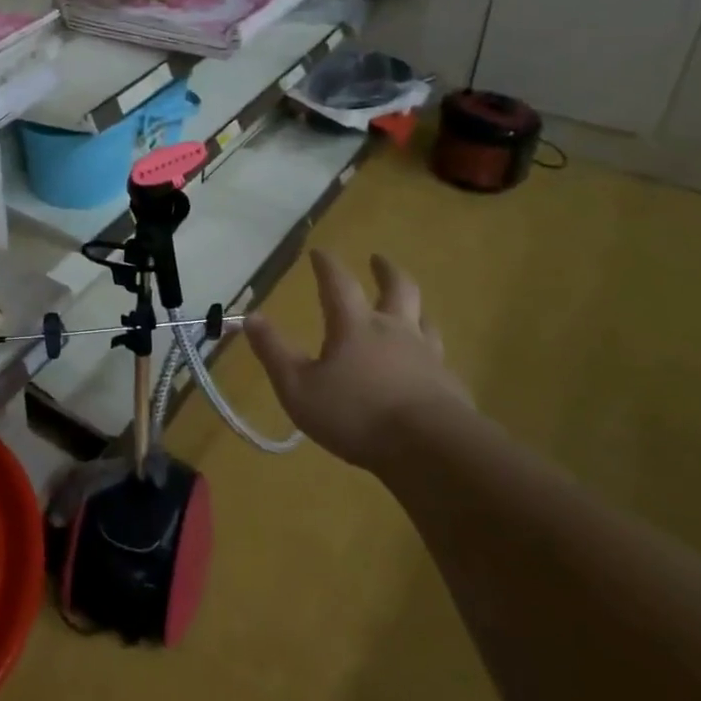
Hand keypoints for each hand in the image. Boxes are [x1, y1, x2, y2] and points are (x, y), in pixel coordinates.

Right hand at [243, 250, 468, 472]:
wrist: (431, 449)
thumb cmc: (356, 415)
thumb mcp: (298, 388)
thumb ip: (274, 352)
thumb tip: (251, 317)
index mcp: (355, 326)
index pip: (339, 283)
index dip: (327, 264)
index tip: (319, 251)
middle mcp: (394, 330)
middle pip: (397, 288)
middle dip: (385, 270)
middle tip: (378, 259)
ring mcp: (427, 356)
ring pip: (425, 319)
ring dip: (415, 308)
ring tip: (411, 307)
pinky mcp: (449, 385)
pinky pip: (440, 358)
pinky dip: (430, 352)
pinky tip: (428, 366)